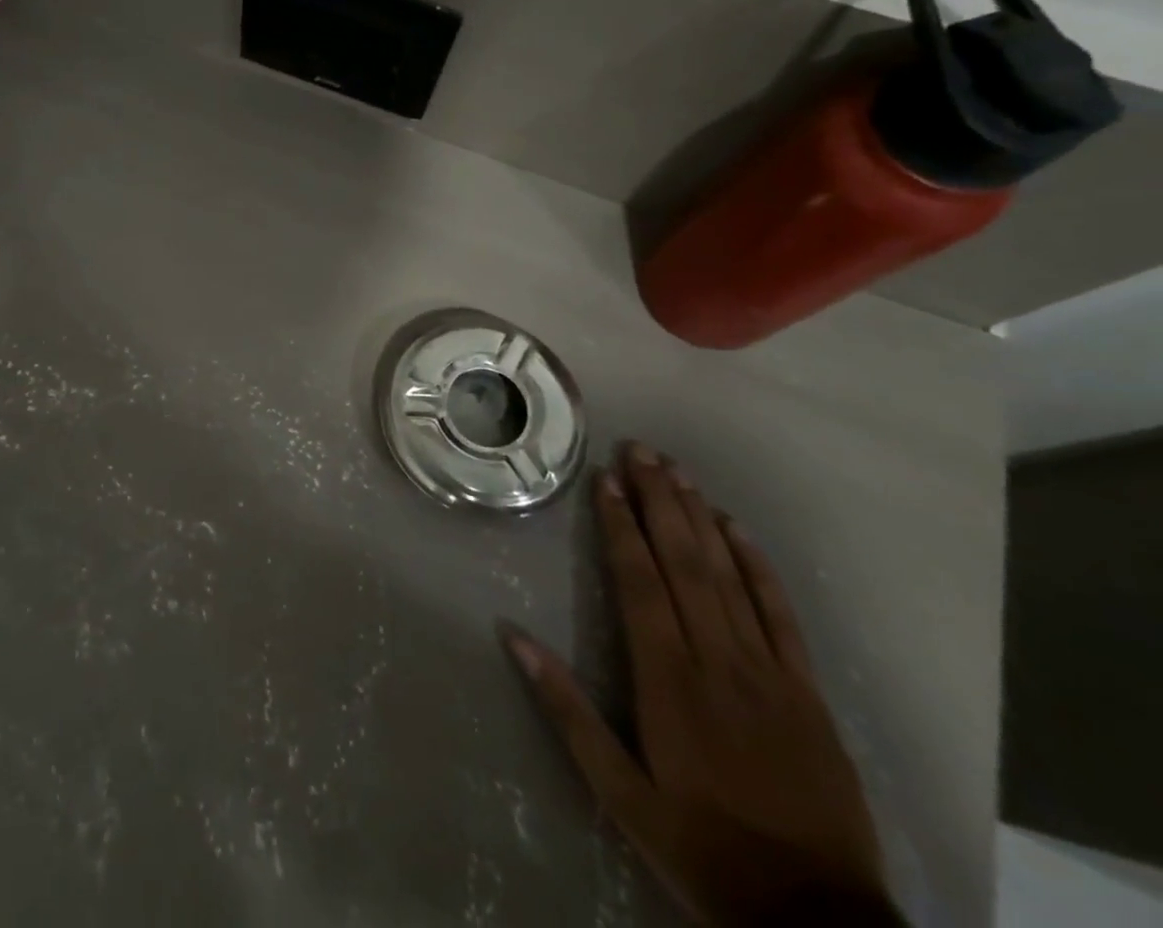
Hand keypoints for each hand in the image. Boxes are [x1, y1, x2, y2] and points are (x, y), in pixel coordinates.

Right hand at [500, 445, 895, 926]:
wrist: (817, 923)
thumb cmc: (701, 849)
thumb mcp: (617, 792)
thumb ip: (565, 709)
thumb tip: (513, 636)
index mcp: (667, 680)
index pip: (639, 581)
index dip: (620, 525)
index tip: (606, 479)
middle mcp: (717, 660)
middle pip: (683, 562)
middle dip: (658, 500)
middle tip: (641, 450)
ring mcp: (769, 672)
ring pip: (728, 575)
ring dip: (700, 517)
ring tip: (677, 471)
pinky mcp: (808, 691)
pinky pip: (781, 614)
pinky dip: (757, 565)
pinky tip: (737, 528)